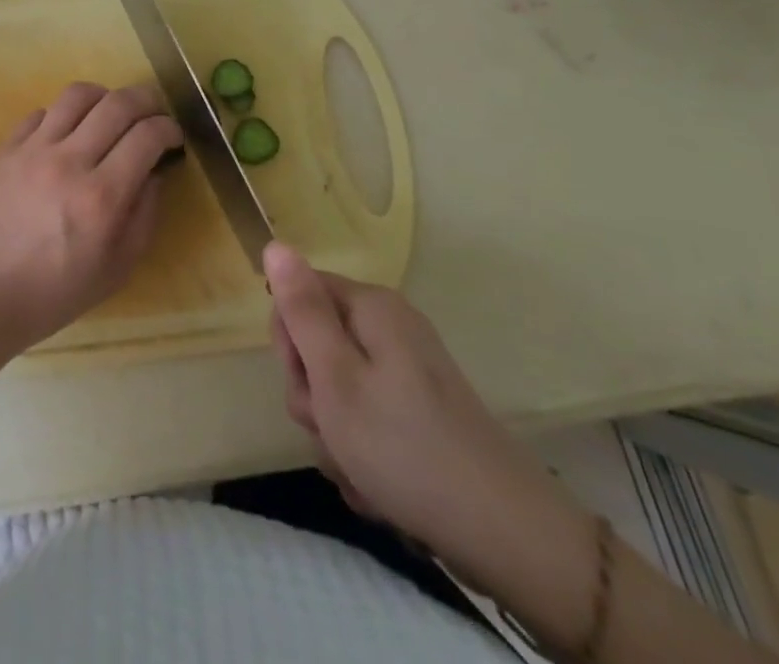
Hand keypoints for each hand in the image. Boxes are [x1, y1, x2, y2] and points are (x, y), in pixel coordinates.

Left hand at [0, 83, 180, 351]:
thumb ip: (142, 218)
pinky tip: (65, 133)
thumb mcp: (113, 272)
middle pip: (118, 104)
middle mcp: (70, 161)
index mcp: (102, 196)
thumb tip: (154, 175)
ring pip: (77, 95)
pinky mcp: (5, 147)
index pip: (147, 136)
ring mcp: (33, 148)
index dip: (169, 128)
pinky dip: (62, 115)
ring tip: (109, 112)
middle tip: (152, 114)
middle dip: (146, 100)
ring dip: (104, 96)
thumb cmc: (49, 294)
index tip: (173, 137)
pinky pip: (40, 112)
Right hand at [264, 244, 592, 604]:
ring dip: (334, 432)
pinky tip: (376, 485)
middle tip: (331, 428)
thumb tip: (275, 244)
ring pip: (337, 390)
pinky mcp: (419, 411)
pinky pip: (366, 419)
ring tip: (356, 467)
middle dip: (312, 394)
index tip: (306, 383)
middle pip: (317, 345)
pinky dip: (361, 452)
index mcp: (371, 308)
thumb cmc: (403, 447)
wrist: (504, 535)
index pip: (298, 296)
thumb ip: (301, 309)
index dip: (289, 342)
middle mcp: (390, 328)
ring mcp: (408, 371)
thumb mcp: (335, 376)